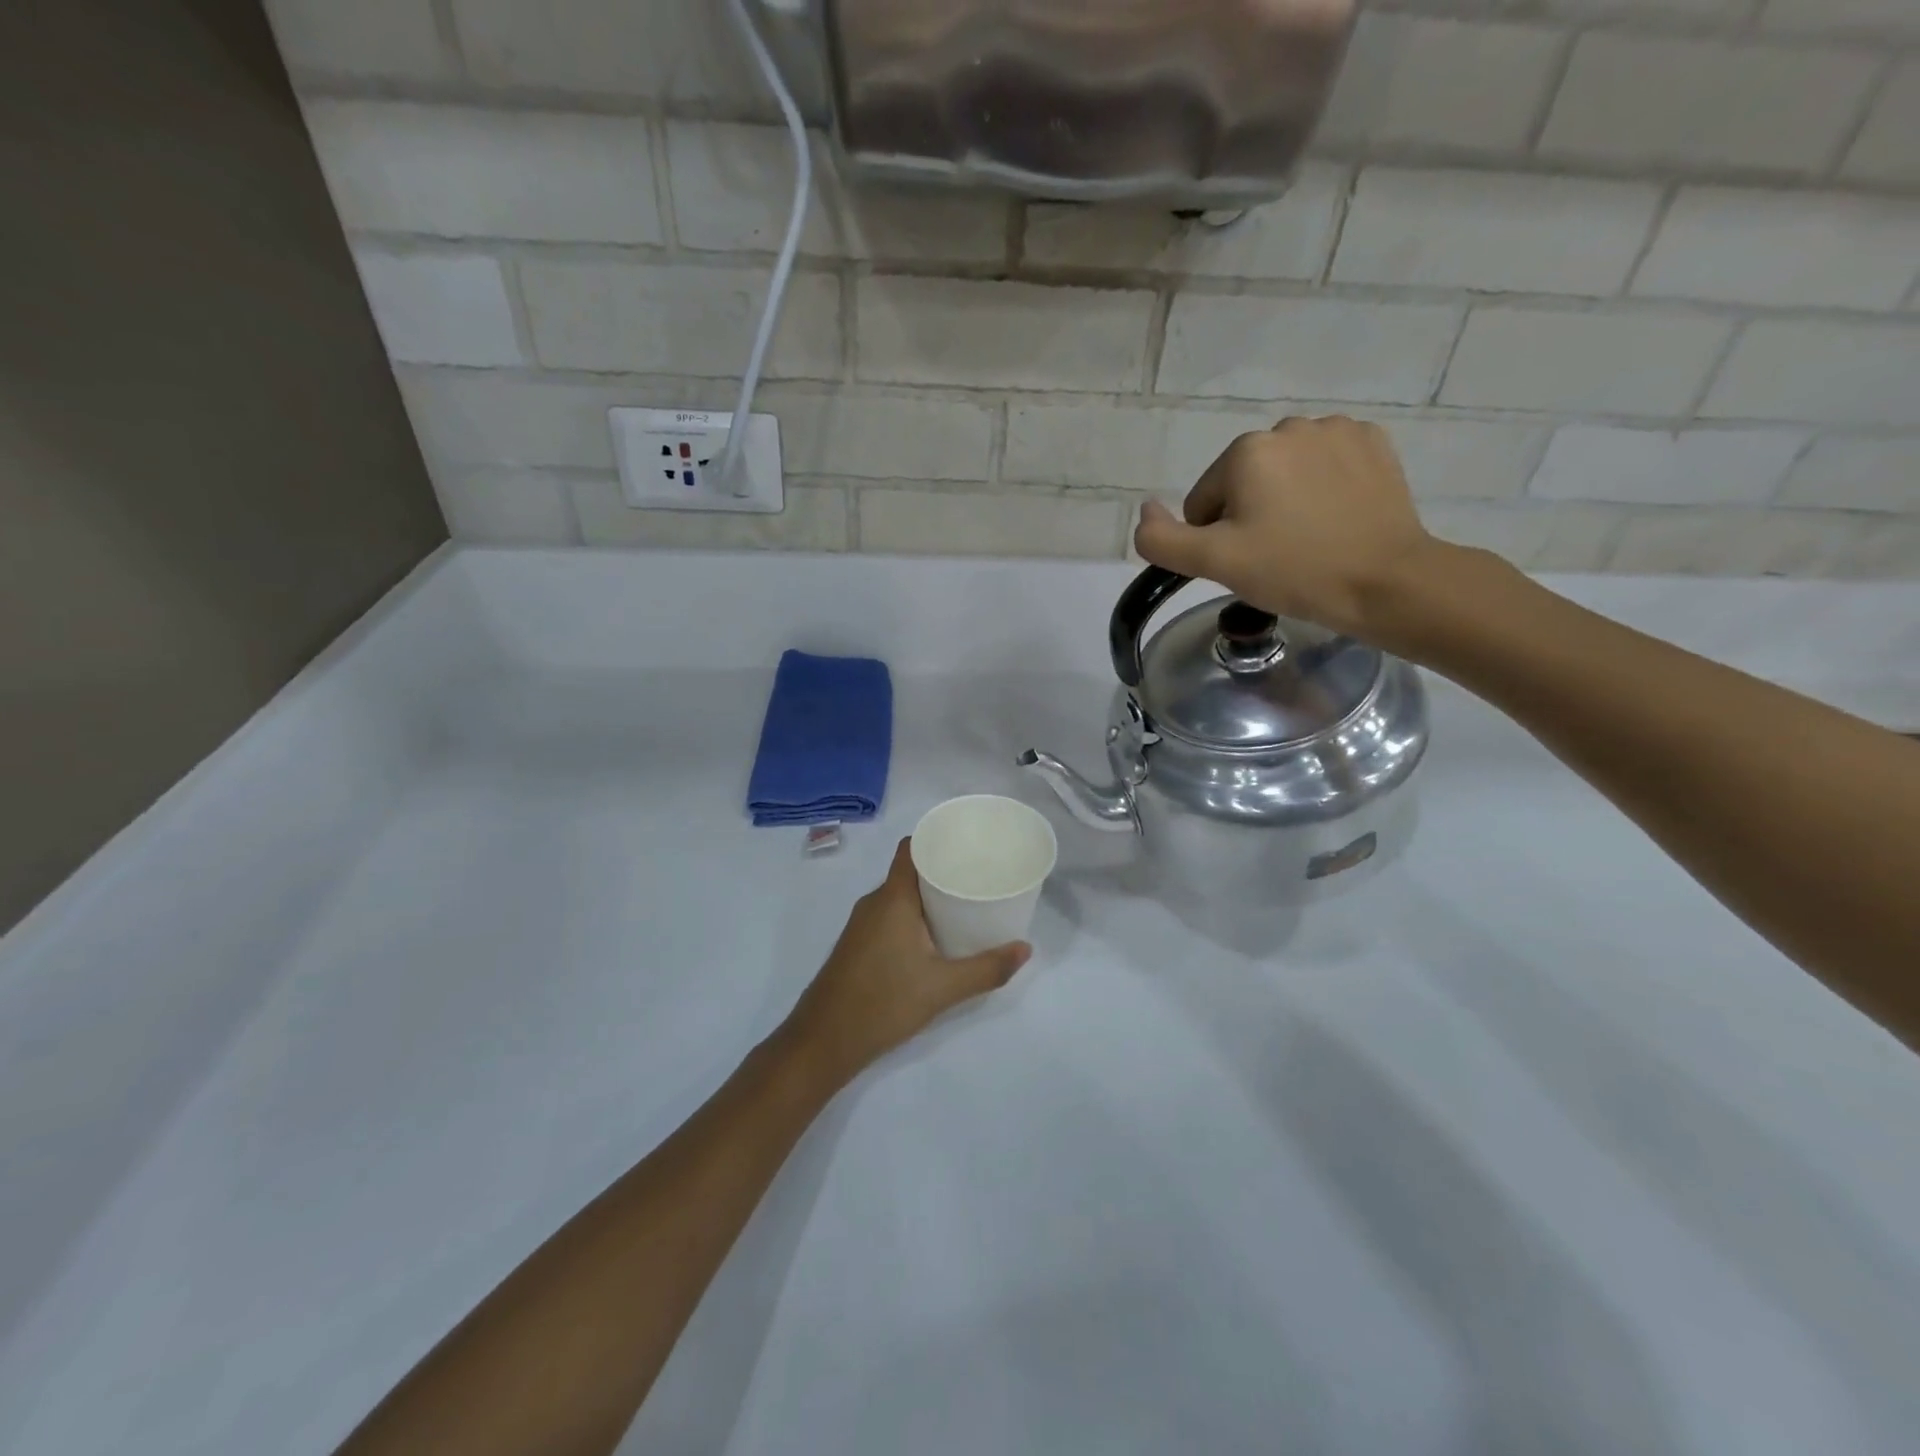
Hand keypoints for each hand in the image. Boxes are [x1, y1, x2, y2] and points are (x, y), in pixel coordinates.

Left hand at [782, 839, 1030, 1086]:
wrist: (823, 1041)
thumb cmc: (884, 1002)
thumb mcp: (943, 988)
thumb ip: (987, 969)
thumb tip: (1025, 949)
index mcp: (892, 898)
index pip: (911, 848)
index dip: (937, 839)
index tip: (968, 844)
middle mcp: (874, 902)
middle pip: (909, 871)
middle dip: (942, 871)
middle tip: (978, 878)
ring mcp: (861, 924)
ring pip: (899, 896)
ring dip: (928, 897)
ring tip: (964, 905)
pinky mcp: (857, 944)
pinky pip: (889, 915)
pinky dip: (913, 916)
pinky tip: (934, 938)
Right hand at [1133, 416, 1442, 643]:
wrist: (1385, 582)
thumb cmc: (1293, 571)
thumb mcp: (1214, 563)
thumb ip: (1162, 539)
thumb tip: (1144, 510)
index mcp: (1246, 451)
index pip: (1204, 501)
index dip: (1216, 538)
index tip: (1246, 562)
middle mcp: (1289, 427)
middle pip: (1244, 482)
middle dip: (1250, 515)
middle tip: (1276, 555)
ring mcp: (1337, 431)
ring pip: (1285, 472)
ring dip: (1286, 500)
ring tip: (1309, 538)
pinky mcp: (1373, 443)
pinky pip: (1327, 464)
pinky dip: (1324, 487)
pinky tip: (1337, 518)